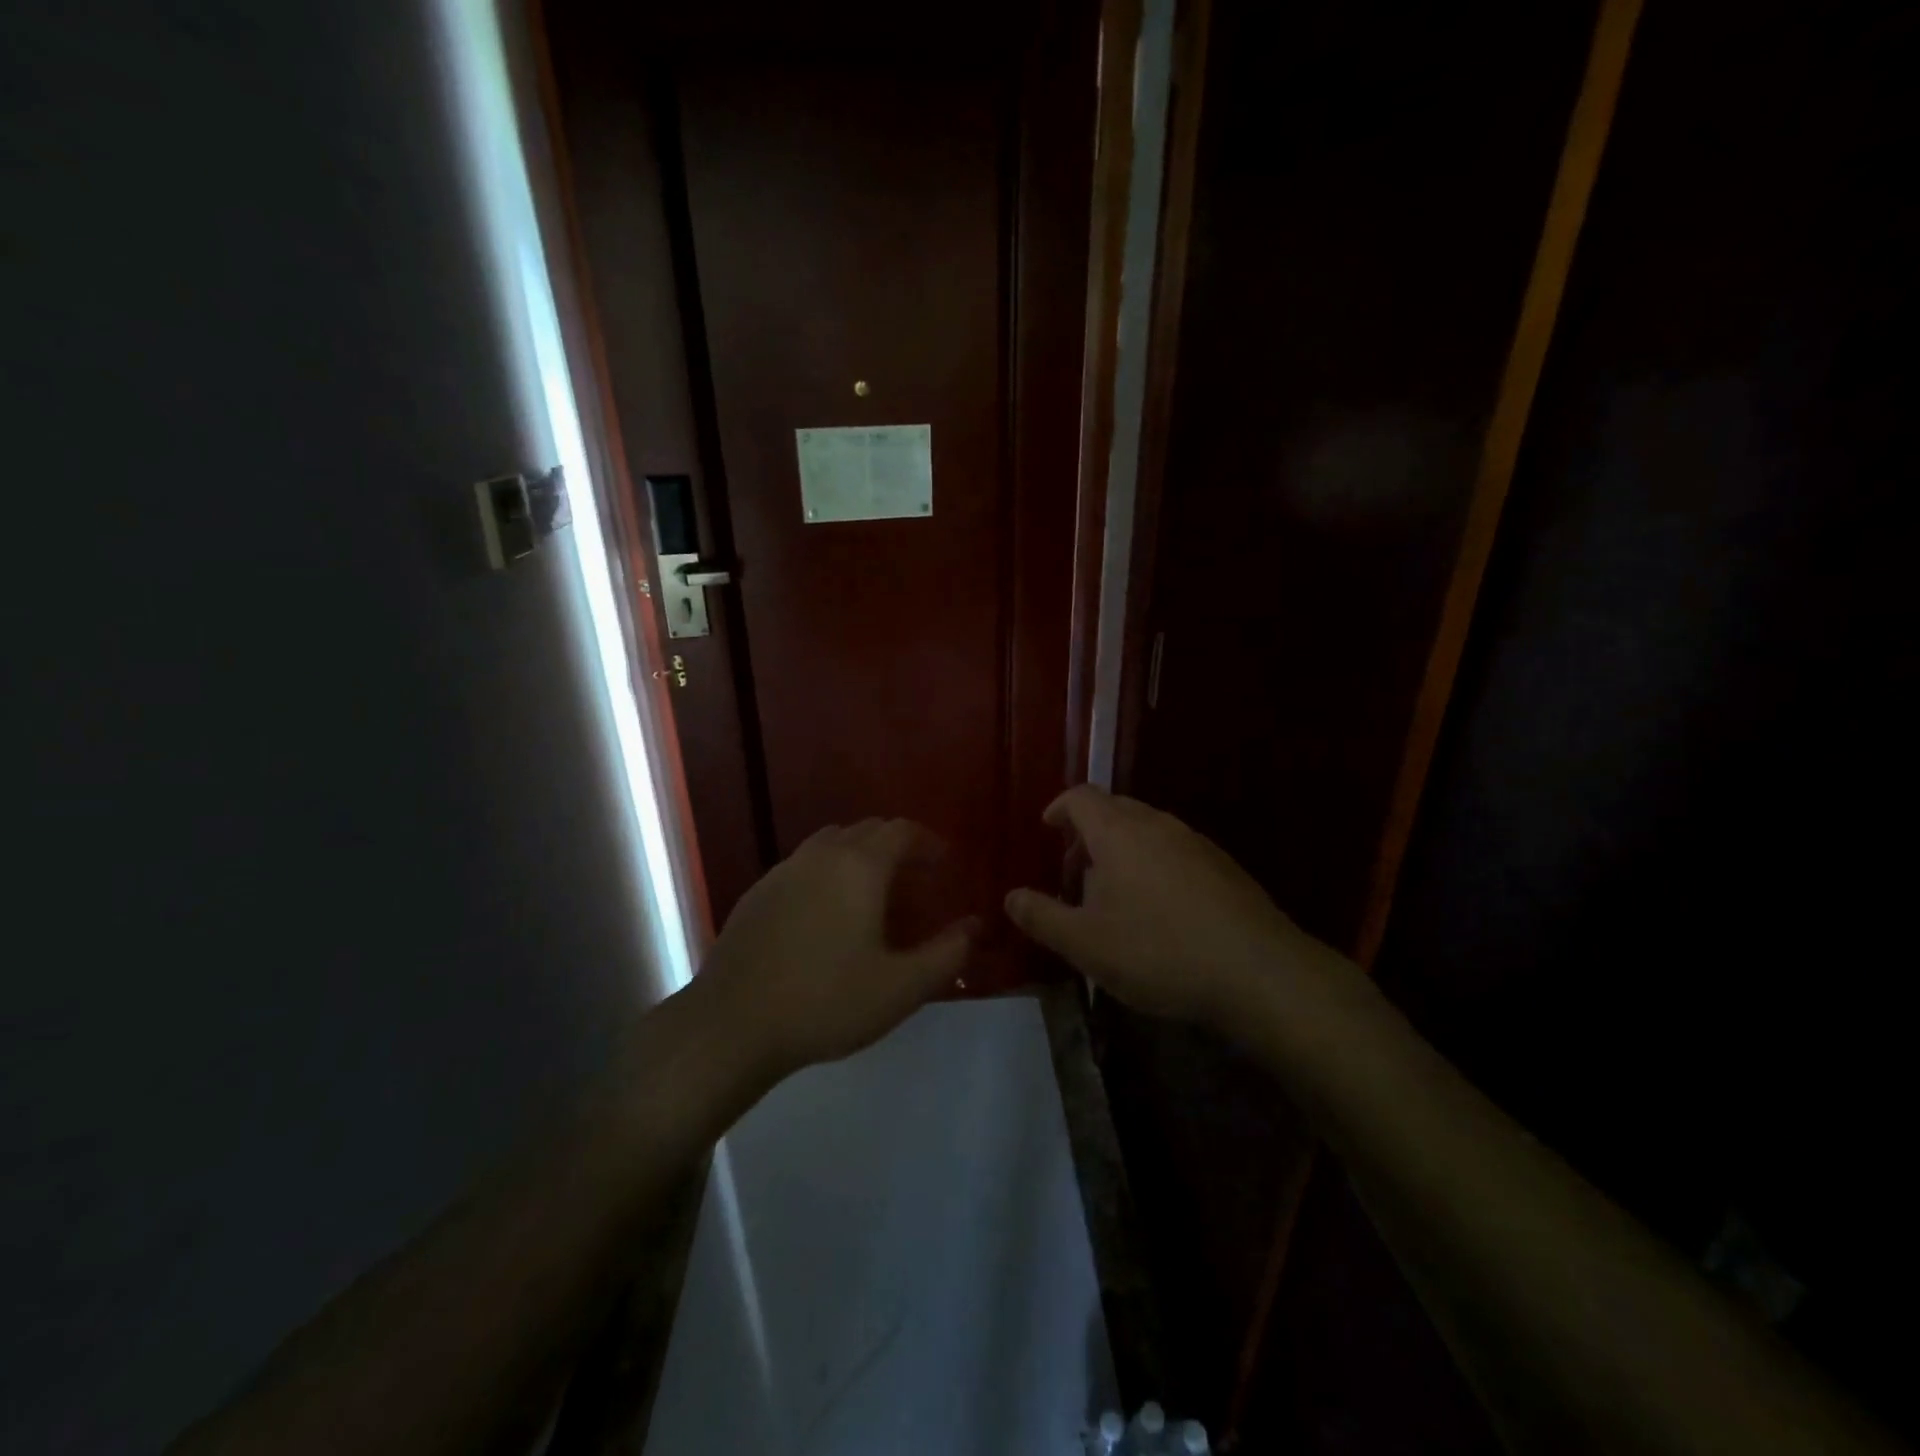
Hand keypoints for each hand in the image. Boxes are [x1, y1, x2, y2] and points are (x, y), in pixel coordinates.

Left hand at [695, 819, 976, 1078]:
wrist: (733, 1024)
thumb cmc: (826, 1002)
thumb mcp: (901, 987)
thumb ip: (947, 953)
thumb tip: (977, 926)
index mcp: (859, 866)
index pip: (901, 830)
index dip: (928, 842)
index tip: (945, 862)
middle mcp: (820, 855)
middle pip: (866, 830)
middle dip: (897, 845)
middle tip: (916, 878)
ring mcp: (783, 870)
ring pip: (831, 843)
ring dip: (859, 855)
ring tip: (873, 891)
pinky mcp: (757, 892)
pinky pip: (803, 865)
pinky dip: (826, 872)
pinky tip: (826, 913)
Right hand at [1004, 786, 1325, 1030]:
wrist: (1257, 970)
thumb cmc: (1158, 950)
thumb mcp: (1086, 943)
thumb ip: (1042, 917)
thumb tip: (1010, 897)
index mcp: (1118, 832)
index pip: (1081, 797)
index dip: (1059, 807)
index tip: (1047, 829)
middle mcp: (1157, 823)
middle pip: (1114, 809)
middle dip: (1088, 833)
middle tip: (1074, 871)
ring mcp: (1195, 842)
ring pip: (1147, 830)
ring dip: (1121, 851)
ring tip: (1113, 896)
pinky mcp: (1223, 866)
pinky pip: (1174, 851)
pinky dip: (1153, 865)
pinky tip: (1159, 911)